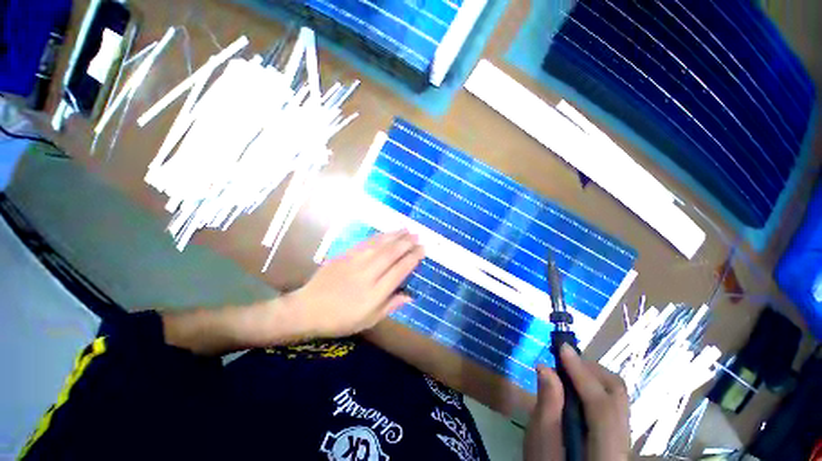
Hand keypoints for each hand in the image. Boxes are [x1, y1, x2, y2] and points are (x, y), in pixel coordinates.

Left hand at [287, 230, 423, 337]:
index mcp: (375, 293)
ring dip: (395, 235)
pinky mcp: (345, 255)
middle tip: (418, 235)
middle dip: (407, 243)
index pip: (399, 271)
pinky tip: (387, 233)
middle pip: (391, 254)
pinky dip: (379, 236)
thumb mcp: (369, 320)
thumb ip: (391, 305)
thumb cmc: (341, 319)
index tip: (422, 250)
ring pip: (380, 245)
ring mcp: (355, 262)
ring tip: (407, 229)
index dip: (413, 258)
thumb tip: (410, 296)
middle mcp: (368, 274)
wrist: (308, 309)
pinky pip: (366, 243)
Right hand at [524, 344, 629, 460]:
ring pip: (617, 398)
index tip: (561, 348)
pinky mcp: (615, 437)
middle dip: (591, 369)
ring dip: (592, 377)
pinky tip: (574, 387)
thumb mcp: (541, 446)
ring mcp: (623, 440)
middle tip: (563, 358)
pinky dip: (593, 388)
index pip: (601, 406)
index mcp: (607, 453)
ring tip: (566, 369)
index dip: (582, 373)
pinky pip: (610, 404)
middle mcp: (624, 445)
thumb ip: (547, 407)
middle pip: (618, 395)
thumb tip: (545, 367)